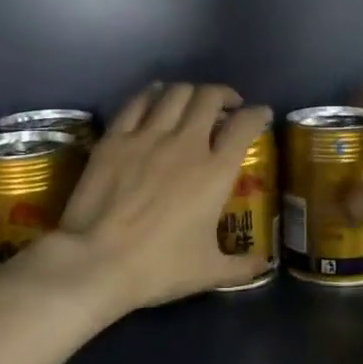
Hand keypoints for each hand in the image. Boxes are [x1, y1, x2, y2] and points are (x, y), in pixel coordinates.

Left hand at [23, 83, 273, 318]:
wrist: (97, 260)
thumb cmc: (159, 267)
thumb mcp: (208, 271)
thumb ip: (241, 266)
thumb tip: (264, 266)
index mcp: (215, 172)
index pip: (244, 126)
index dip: (257, 114)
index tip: (261, 115)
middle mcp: (186, 144)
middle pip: (209, 98)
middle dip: (223, 96)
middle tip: (226, 106)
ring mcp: (147, 137)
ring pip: (175, 93)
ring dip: (190, 92)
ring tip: (192, 101)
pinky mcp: (115, 138)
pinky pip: (138, 102)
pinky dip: (152, 94)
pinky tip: (155, 97)